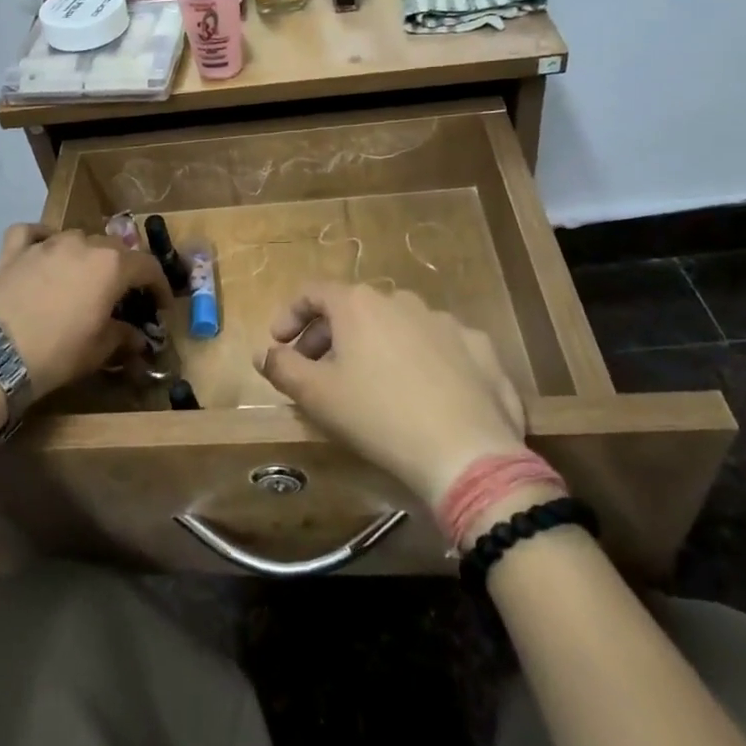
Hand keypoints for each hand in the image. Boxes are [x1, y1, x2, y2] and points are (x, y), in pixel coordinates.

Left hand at [0, 226, 171, 399]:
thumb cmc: (58, 352)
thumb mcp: (99, 350)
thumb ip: (123, 336)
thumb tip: (137, 338)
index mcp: (111, 265)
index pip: (147, 266)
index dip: (159, 286)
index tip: (161, 306)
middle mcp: (82, 244)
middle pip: (113, 249)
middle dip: (124, 270)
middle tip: (123, 296)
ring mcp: (45, 244)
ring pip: (77, 238)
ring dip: (87, 255)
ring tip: (85, 278)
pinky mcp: (14, 252)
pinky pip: (31, 233)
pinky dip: (41, 238)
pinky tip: (43, 251)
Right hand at [257, 283, 526, 510]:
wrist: (468, 453)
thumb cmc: (378, 416)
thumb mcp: (316, 395)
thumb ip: (283, 367)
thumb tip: (265, 353)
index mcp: (359, 304)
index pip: (312, 292)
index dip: (290, 314)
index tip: (279, 343)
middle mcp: (402, 300)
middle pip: (354, 308)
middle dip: (329, 335)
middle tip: (316, 370)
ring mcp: (446, 322)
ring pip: (397, 326)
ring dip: (375, 346)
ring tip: (370, 383)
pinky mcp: (480, 349)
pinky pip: (438, 347)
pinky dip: (421, 361)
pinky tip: (423, 394)